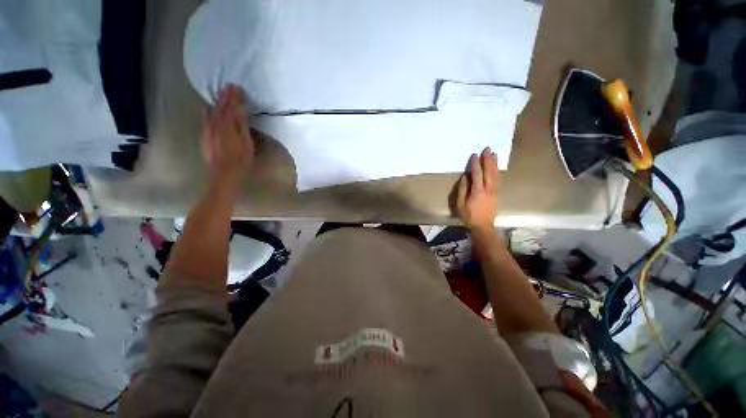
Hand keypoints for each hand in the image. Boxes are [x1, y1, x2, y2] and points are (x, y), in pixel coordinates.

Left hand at [202, 84, 253, 183]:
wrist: (223, 173)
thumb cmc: (240, 160)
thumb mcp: (246, 143)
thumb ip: (242, 126)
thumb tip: (240, 110)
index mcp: (227, 126)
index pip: (230, 108)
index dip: (233, 97)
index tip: (237, 88)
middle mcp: (214, 125)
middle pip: (219, 107)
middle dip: (224, 97)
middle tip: (228, 86)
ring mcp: (207, 130)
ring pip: (210, 111)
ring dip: (216, 102)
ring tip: (219, 94)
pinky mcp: (204, 136)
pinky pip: (205, 118)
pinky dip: (208, 111)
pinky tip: (208, 108)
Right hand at [456, 147, 499, 231]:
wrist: (483, 225)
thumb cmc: (469, 215)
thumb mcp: (460, 204)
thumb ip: (463, 190)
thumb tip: (465, 177)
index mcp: (477, 192)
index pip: (477, 174)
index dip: (476, 164)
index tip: (474, 155)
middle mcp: (488, 189)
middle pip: (489, 172)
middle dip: (488, 160)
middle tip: (487, 149)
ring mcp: (494, 191)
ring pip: (496, 174)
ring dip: (494, 163)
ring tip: (494, 154)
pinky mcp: (496, 193)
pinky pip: (498, 179)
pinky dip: (497, 171)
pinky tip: (496, 166)